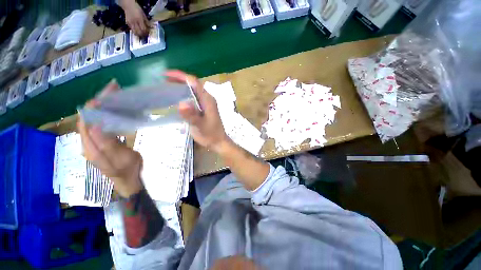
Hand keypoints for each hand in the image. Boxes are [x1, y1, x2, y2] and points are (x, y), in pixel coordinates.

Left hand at [77, 79, 142, 197]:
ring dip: (102, 107)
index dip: (92, 108)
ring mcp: (95, 142)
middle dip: (98, 103)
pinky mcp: (102, 142)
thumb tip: (95, 125)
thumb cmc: (127, 169)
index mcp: (90, 147)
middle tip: (112, 90)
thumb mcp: (119, 158)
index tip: (104, 96)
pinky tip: (114, 111)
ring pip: (94, 120)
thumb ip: (107, 144)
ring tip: (114, 97)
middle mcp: (88, 143)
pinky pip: (101, 125)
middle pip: (88, 118)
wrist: (129, 180)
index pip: (85, 122)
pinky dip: (106, 115)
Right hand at [122, 0, 149, 36]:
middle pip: (139, 32)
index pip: (144, 29)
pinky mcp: (127, 23)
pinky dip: (135, 31)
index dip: (146, 32)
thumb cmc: (137, 9)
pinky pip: (132, 30)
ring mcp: (130, 23)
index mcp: (139, 19)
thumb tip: (151, 28)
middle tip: (145, 35)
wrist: (128, 5)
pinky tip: (137, 31)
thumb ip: (147, 22)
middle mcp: (134, 22)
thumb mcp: (144, 15)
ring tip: (142, 34)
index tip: (148, 33)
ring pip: (135, 32)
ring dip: (139, 35)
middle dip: (143, 35)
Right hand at [164, 70, 230, 152]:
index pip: (194, 83)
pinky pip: (193, 98)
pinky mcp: (204, 109)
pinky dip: (184, 95)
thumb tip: (181, 103)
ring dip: (181, 87)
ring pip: (193, 91)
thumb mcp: (200, 126)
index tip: (166, 75)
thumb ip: (191, 116)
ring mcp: (206, 104)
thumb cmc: (210, 134)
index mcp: (208, 100)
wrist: (218, 142)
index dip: (181, 76)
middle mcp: (207, 99)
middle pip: (193, 85)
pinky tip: (176, 99)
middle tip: (163, 80)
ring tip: (166, 87)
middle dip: (179, 80)